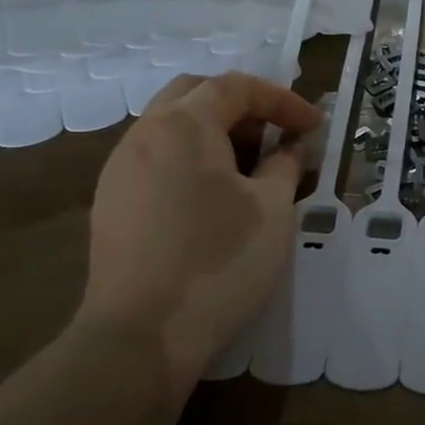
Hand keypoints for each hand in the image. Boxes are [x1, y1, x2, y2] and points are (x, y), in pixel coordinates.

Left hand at [77, 72, 320, 400]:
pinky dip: (189, 158)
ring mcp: (120, 169)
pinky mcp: (110, 202)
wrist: (141, 336)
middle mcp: (144, 134)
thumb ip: (285, 166)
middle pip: (195, 94)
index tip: (314, 127)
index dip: (282, 100)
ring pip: (170, 126)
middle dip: (241, 106)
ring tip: (249, 168)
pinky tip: (211, 197)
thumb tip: (290, 149)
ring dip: (213, 132)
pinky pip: (155, 157)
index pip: (237, 87)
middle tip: (275, 136)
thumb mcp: (273, 210)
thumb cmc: (219, 262)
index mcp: (184, 125)